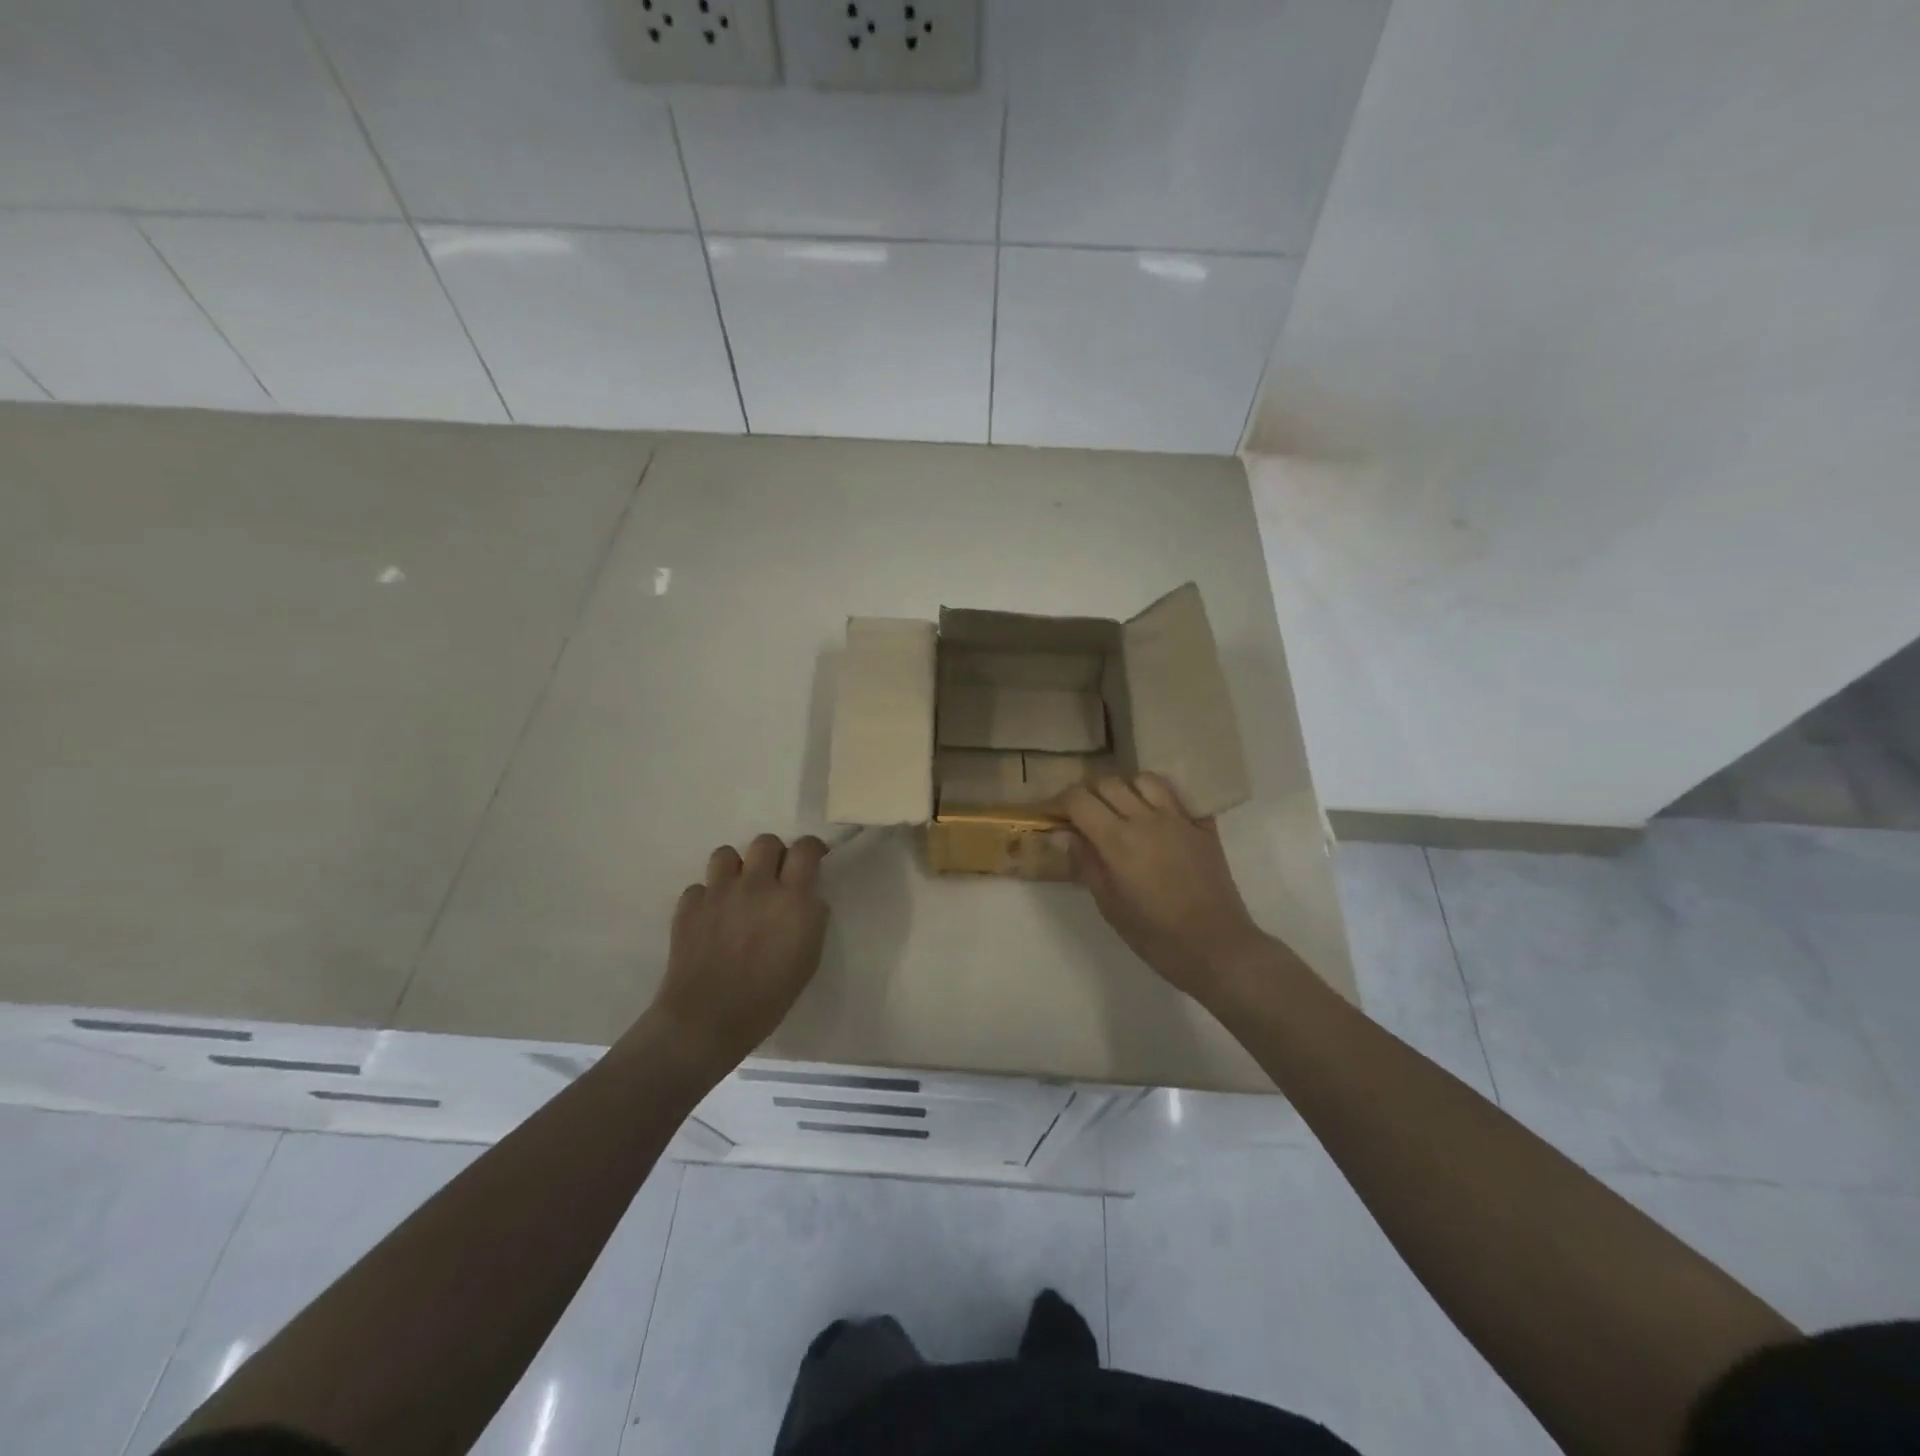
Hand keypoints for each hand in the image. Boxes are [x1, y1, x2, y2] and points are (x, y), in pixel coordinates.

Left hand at [649, 834, 829, 1070]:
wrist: (708, 1020)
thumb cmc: (769, 996)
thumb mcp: (809, 957)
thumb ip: (811, 916)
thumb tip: (807, 897)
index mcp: (792, 898)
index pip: (806, 849)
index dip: (812, 848)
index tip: (813, 859)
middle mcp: (756, 885)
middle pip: (765, 842)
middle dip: (773, 854)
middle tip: (774, 877)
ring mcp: (718, 893)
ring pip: (727, 853)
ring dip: (737, 868)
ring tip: (739, 891)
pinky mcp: (689, 906)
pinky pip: (700, 886)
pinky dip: (708, 897)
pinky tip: (712, 918)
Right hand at [1061, 774, 1271, 1000]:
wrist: (1217, 948)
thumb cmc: (1156, 935)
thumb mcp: (1110, 905)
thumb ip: (1085, 863)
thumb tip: (1059, 835)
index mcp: (1118, 840)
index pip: (1079, 799)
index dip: (1061, 802)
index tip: (1056, 816)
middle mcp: (1146, 819)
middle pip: (1109, 783)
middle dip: (1089, 793)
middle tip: (1084, 815)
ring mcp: (1179, 819)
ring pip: (1144, 780)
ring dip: (1126, 789)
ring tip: (1122, 809)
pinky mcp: (1203, 826)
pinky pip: (1178, 796)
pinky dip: (1161, 798)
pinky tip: (1157, 816)